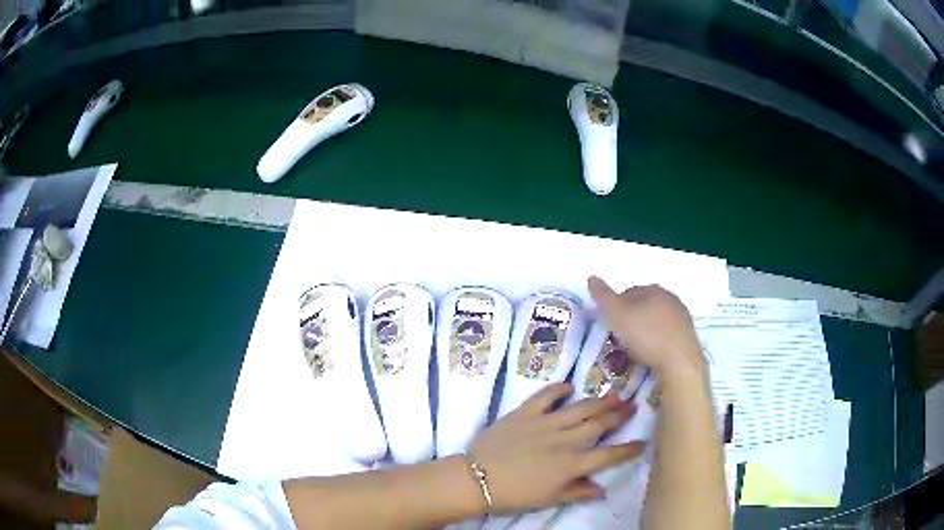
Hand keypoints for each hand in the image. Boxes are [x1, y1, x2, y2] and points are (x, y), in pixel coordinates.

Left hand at [465, 383, 644, 512]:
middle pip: (599, 424)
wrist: (476, 479)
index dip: (628, 449)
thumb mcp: (549, 499)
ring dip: (599, 400)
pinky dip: (558, 389)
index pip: (608, 455)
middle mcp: (565, 440)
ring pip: (580, 408)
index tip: (643, 442)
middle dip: (619, 415)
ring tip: (615, 393)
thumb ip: (577, 492)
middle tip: (633, 405)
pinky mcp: (525, 412)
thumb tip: (602, 489)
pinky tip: (569, 385)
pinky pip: (545, 396)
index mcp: (571, 464)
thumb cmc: (514, 494)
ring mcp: (545, 423)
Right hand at [588, 276, 706, 381]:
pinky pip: (666, 335)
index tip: (609, 325)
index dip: (616, 308)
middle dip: (631, 320)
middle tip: (619, 339)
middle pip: (644, 307)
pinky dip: (656, 342)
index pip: (629, 293)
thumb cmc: (647, 336)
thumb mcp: (618, 316)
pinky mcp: (688, 336)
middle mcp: (671, 298)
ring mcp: (682, 317)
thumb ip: (604, 297)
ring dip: (644, 331)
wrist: (680, 363)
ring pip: (656, 321)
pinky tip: (650, 356)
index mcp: (654, 290)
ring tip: (633, 350)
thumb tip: (592, 277)